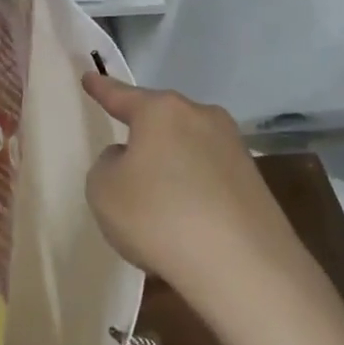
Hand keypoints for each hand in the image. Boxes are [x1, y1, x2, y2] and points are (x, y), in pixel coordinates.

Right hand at [81, 74, 307, 308]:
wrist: (242, 266)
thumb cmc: (158, 216)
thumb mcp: (103, 189)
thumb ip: (109, 165)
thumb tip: (131, 159)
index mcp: (161, 111)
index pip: (122, 95)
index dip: (102, 89)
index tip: (89, 77)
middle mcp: (201, 117)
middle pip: (162, 119)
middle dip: (144, 133)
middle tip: (124, 154)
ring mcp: (234, 148)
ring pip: (188, 148)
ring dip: (171, 165)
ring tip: (155, 200)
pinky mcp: (254, 183)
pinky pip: (209, 177)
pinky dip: (193, 191)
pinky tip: (185, 221)